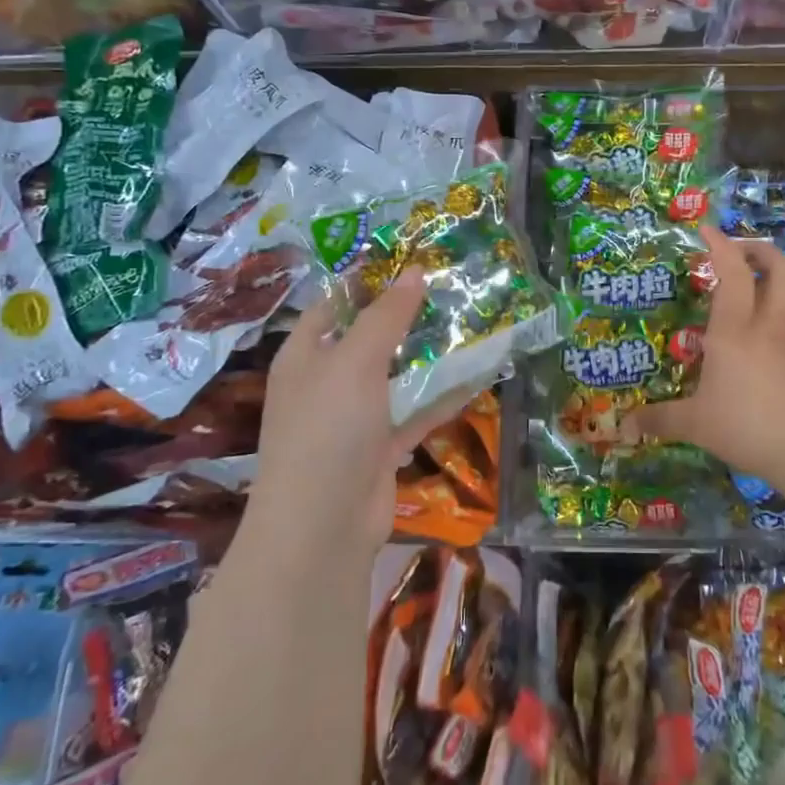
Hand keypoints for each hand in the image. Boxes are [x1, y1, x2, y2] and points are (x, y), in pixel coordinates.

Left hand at [250, 272, 467, 552]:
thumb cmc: (327, 429)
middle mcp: (328, 380)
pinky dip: (442, 396)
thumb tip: (415, 271)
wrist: (322, 526)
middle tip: (454, 289)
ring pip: (398, 374)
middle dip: (409, 316)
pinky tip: (477, 375)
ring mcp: (355, 416)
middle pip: (372, 337)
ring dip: (430, 356)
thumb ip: (387, 316)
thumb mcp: (355, 361)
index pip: (336, 303)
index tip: (411, 258)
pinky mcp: (381, 445)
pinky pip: (415, 411)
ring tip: (473, 324)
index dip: (368, 279)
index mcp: (306, 354)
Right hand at [621, 227, 784, 493]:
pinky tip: (750, 330)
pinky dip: (770, 308)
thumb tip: (624, 426)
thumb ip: (659, 420)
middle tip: (734, 252)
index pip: (732, 273)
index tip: (706, 230)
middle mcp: (764, 326)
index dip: (721, 245)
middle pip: (779, 268)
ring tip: (742, 282)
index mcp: (734, 331)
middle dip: (759, 249)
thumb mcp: (695, 424)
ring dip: (769, 274)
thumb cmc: (746, 425)